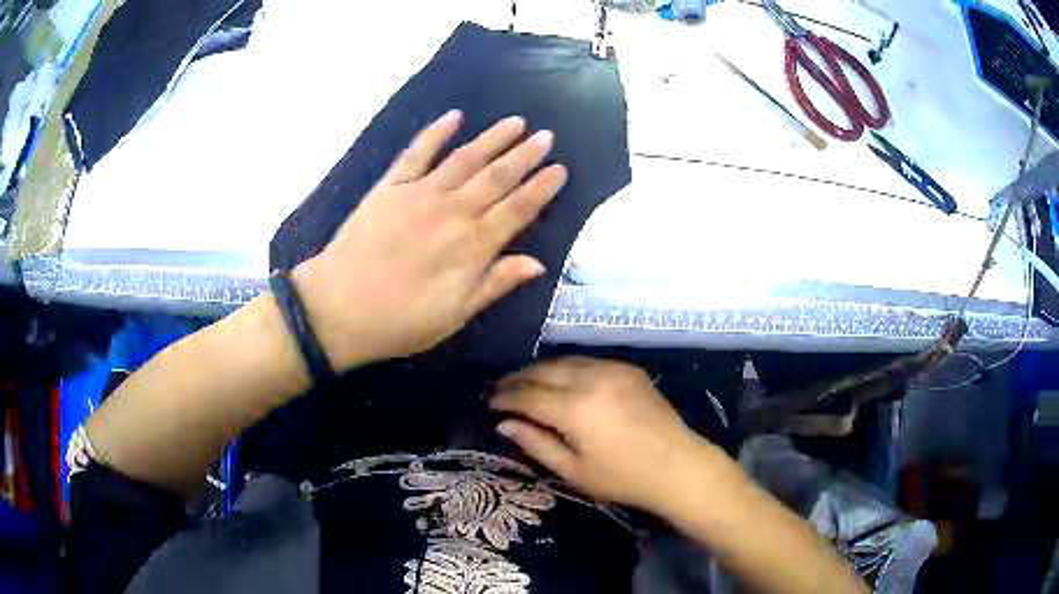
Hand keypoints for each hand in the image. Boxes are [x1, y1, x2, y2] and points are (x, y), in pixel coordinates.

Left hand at [293, 111, 567, 369]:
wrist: (338, 309)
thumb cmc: (400, 320)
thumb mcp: (454, 315)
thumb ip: (495, 284)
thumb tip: (537, 264)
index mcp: (471, 246)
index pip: (517, 210)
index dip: (541, 188)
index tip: (560, 169)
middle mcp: (452, 212)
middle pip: (496, 178)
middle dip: (525, 155)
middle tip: (547, 136)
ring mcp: (419, 194)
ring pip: (464, 159)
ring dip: (492, 139)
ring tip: (516, 122)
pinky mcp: (390, 188)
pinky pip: (416, 154)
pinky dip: (435, 133)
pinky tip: (453, 116)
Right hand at [490, 357, 709, 512]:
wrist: (677, 465)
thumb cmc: (622, 477)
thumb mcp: (573, 470)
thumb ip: (536, 443)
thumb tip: (504, 424)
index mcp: (575, 409)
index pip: (528, 395)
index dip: (505, 398)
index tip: (489, 402)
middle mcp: (591, 379)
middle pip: (543, 370)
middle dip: (518, 378)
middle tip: (500, 388)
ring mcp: (612, 369)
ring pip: (565, 361)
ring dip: (541, 370)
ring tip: (525, 381)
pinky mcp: (628, 369)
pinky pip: (588, 361)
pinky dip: (567, 368)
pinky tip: (561, 380)